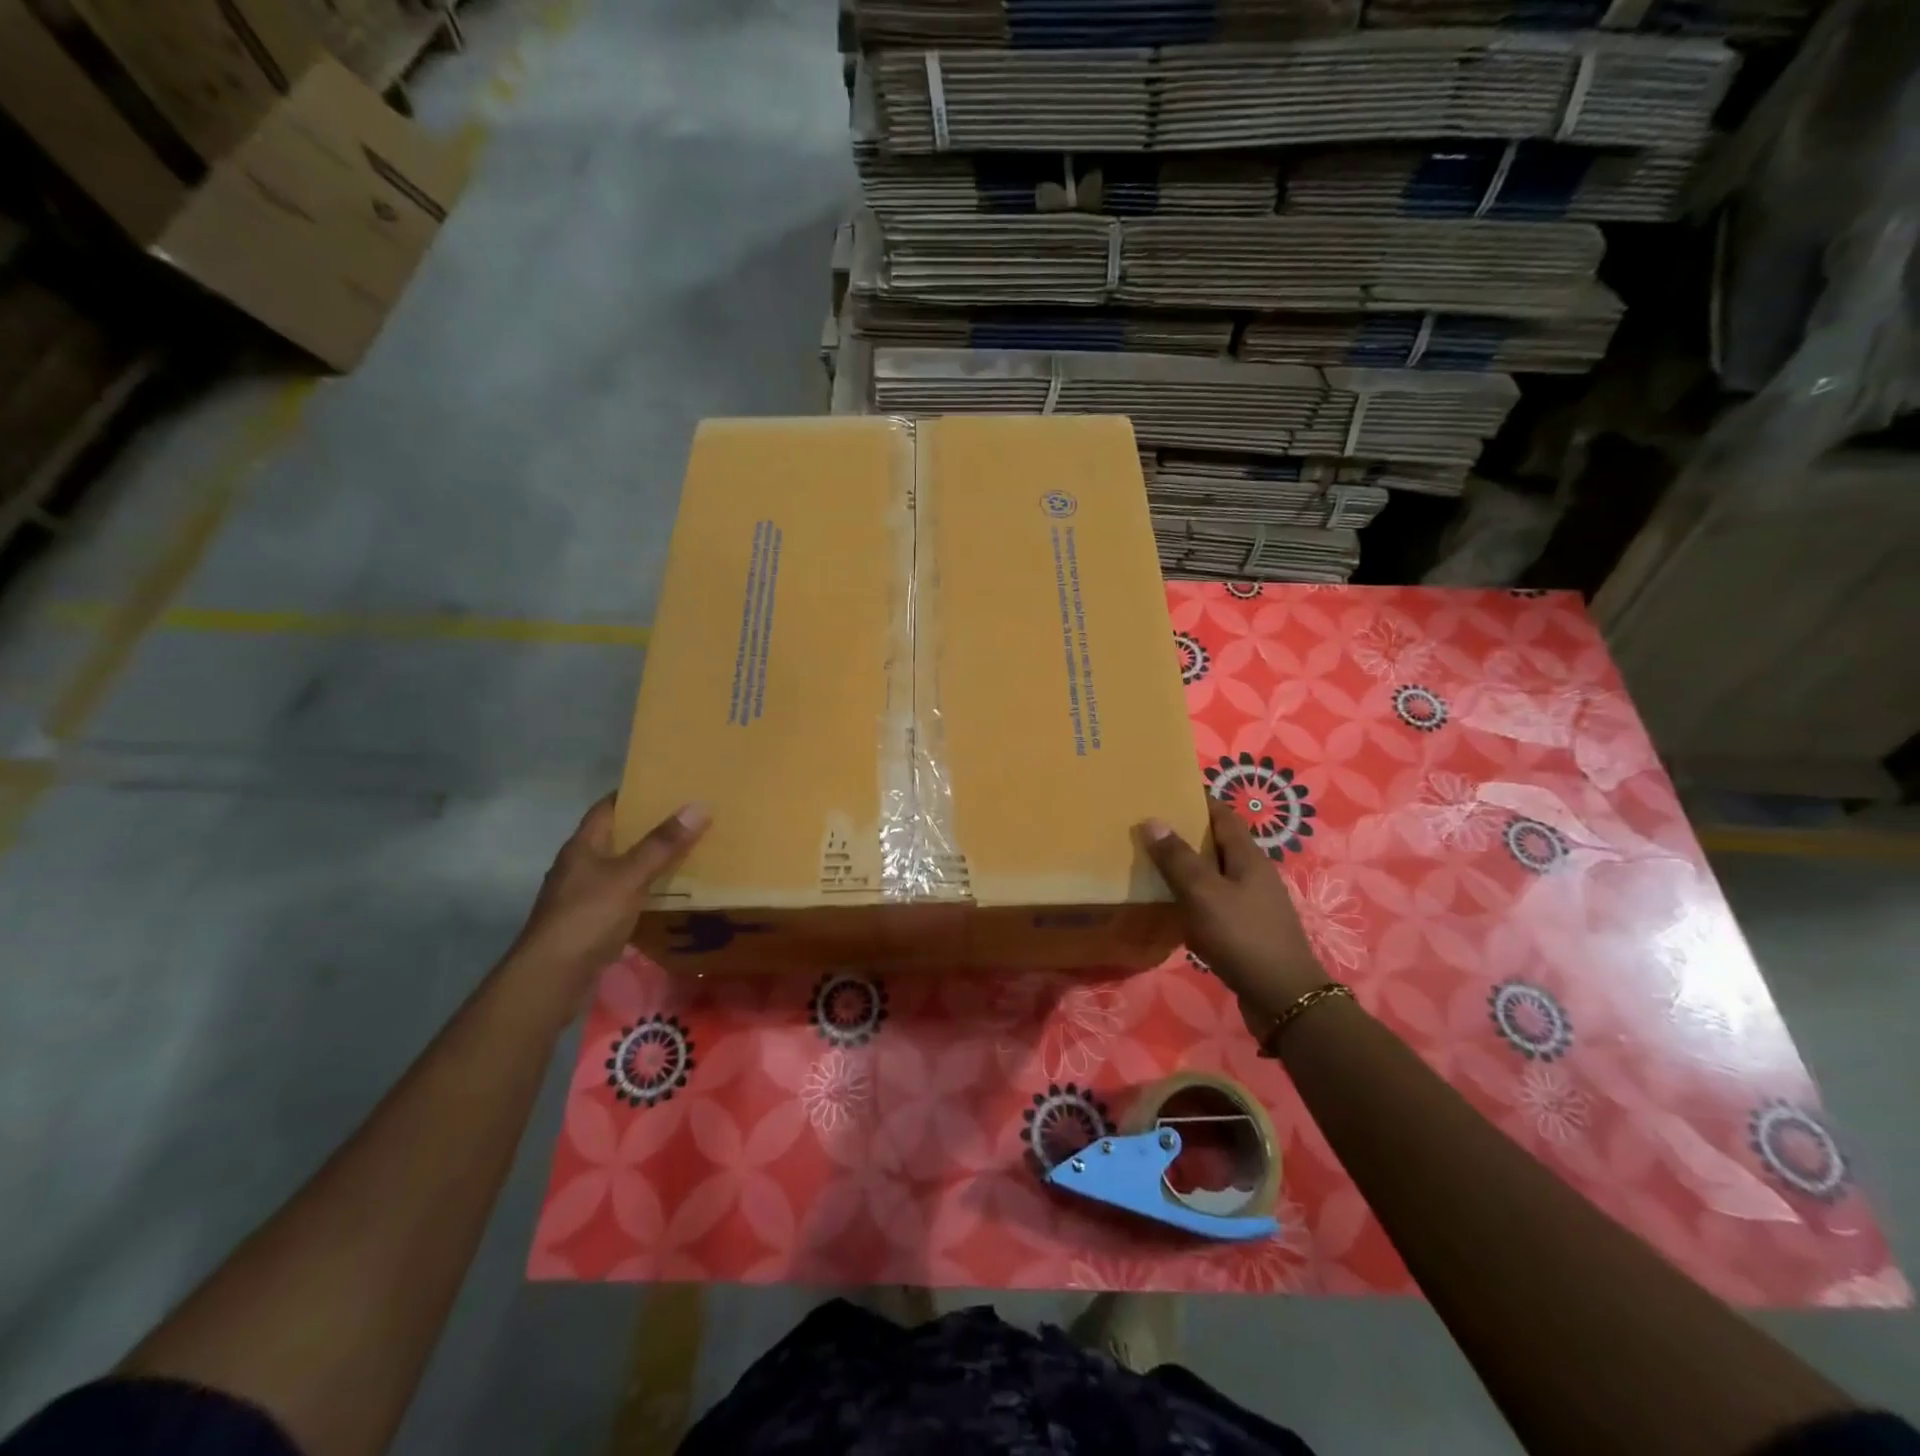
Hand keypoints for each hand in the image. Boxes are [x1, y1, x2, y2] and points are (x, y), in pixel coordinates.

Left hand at [506, 796, 709, 994]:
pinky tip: (669, 893)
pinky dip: (645, 890)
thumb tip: (699, 805)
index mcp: (582, 846)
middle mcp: (580, 866)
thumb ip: (663, 844)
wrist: (551, 978)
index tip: (667, 785)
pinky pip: (624, 896)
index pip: (607, 807)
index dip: (634, 794)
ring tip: (688, 851)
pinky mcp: (591, 922)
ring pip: (622, 868)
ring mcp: (583, 895)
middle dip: (649, 827)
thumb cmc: (587, 916)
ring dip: (649, 861)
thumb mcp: (629, 876)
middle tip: (688, 817)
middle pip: (616, 837)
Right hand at [1140, 798, 1329, 1018]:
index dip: (1197, 800)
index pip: (1222, 814)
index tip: (1165, 792)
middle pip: (1217, 843)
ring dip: (1187, 867)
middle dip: (1186, 833)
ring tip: (1151, 863)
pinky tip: (1171, 907)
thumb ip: (1177, 858)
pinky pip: (1214, 902)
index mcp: (1248, 856)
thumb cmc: (1242, 936)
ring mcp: (1253, 903)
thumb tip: (1152, 819)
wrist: (1283, 998)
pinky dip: (1193, 897)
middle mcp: (1253, 874)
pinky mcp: (1247, 929)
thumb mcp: (1203, 893)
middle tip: (1147, 828)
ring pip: (1214, 874)